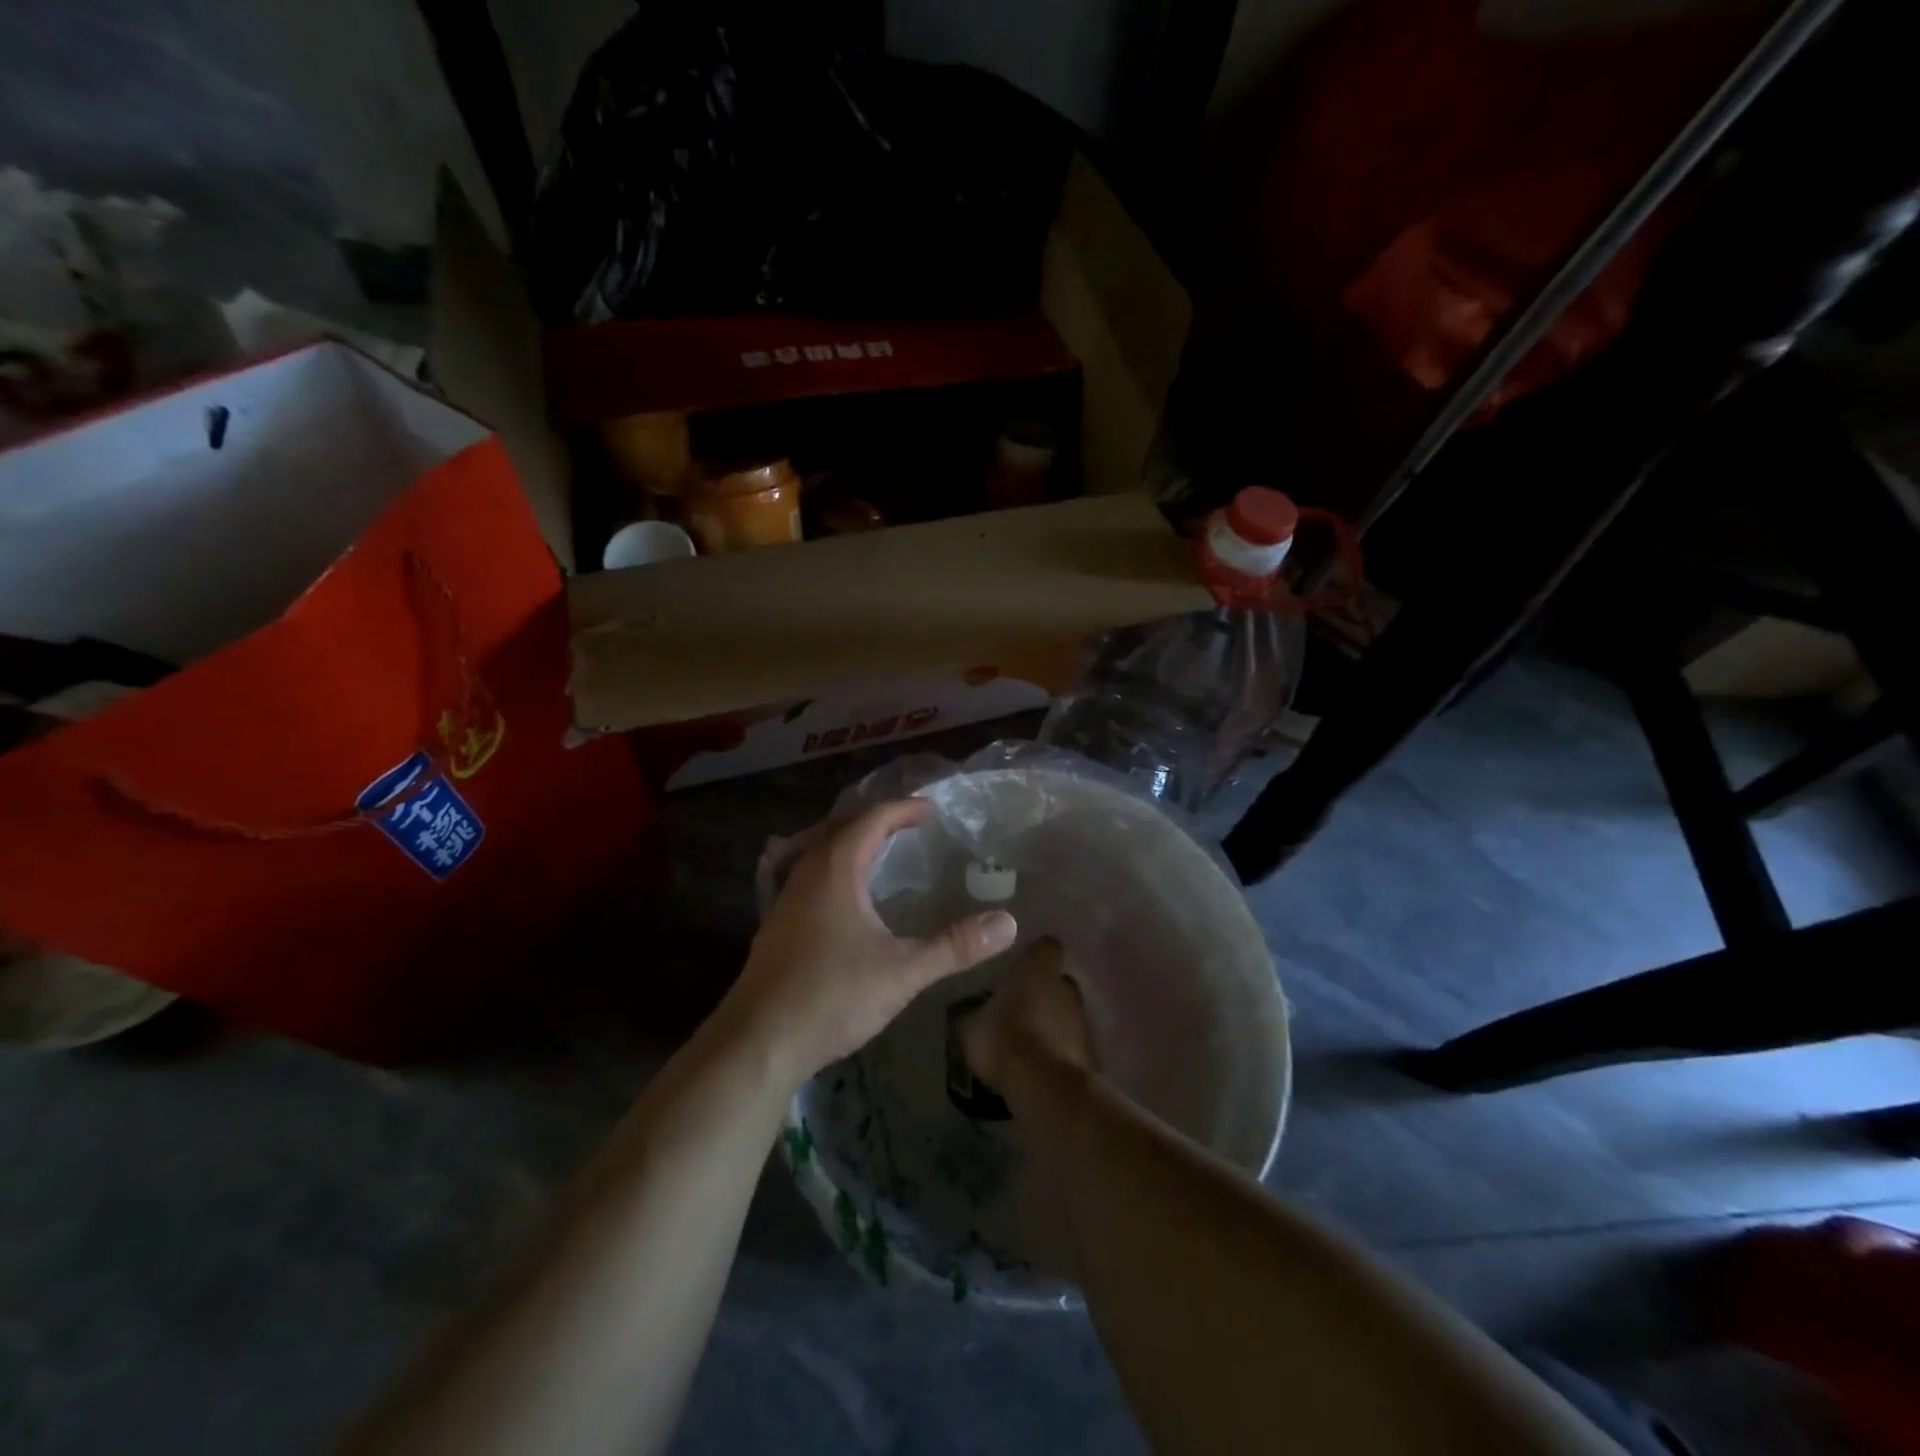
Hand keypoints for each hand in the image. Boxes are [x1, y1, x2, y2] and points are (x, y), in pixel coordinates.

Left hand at [722, 798, 1017, 1088]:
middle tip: (908, 826)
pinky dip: (830, 867)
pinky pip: (805, 874)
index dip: (902, 809)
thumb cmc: (831, 997)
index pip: (871, 819)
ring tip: (876, 851)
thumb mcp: (902, 972)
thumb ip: (955, 946)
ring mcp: (784, 899)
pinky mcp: (775, 925)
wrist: (757, 1042)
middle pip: (839, 827)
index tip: (931, 810)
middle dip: (875, 819)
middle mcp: (805, 873)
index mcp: (835, 869)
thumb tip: (1008, 923)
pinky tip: (841, 897)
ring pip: (817, 850)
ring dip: (848, 841)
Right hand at [960, 936, 1096, 1094]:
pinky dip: (1059, 1051)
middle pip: (1057, 980)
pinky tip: (1039, 1067)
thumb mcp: (970, 1028)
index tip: (1017, 970)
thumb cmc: (1005, 1040)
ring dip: (1051, 1024)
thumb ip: (971, 1014)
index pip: (1045, 946)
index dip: (1033, 957)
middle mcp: (1067, 984)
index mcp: (1038, 967)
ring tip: (1026, 1044)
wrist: (1046, 1087)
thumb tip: (967, 1014)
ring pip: (1066, 1013)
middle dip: (1041, 992)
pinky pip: (1071, 1044)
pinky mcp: (1092, 1051)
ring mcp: (1084, 1018)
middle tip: (1017, 1010)